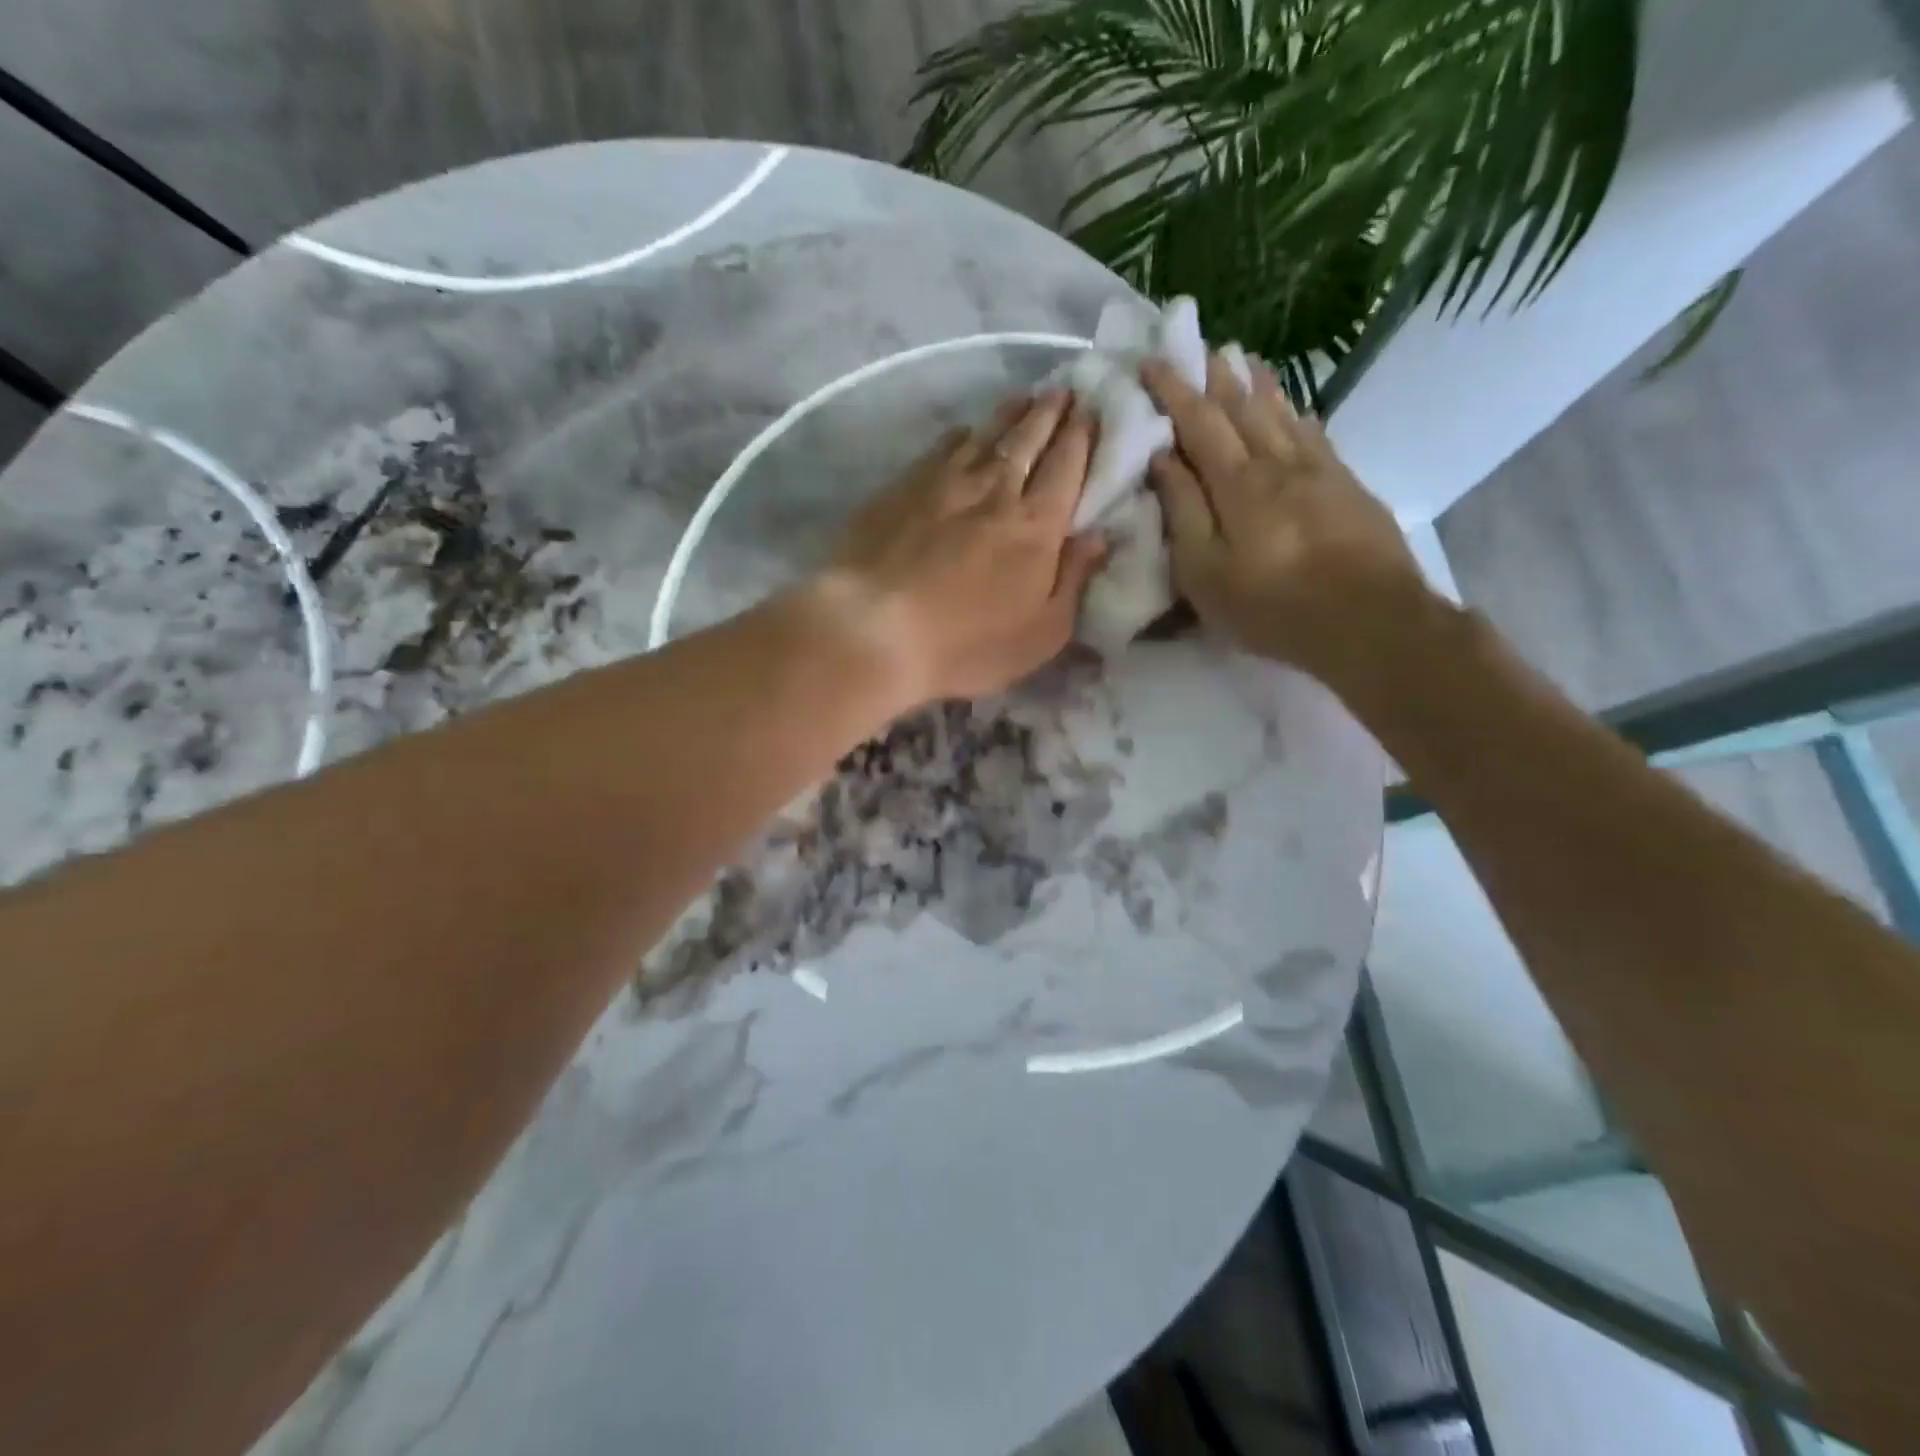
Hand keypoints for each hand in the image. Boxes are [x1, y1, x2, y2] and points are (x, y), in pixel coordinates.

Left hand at [807, 390, 1105, 710]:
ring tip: (1025, 398)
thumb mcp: (1041, 633)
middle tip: (1064, 390)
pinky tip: (964, 432)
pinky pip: (941, 448)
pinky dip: (962, 435)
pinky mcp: (902, 488)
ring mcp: (944, 484)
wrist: (874, 630)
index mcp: (1036, 525)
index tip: (1093, 411)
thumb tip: (1099, 537)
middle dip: (1051, 412)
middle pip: (1029, 439)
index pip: (1067, 466)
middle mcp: (995, 490)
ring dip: (1010, 413)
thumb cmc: (966, 644)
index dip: (1083, 436)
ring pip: (985, 435)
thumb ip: (1074, 581)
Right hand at [1142, 354, 1434, 705]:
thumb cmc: (1272, 606)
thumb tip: (1162, 458)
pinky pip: (1313, 433)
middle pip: (1243, 406)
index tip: (1149, 361)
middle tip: (1197, 345)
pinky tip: (1292, 407)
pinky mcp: (1346, 485)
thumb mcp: (1206, 572)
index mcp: (1238, 482)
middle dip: (1215, 374)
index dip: (1172, 389)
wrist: (1370, 620)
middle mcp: (1278, 462)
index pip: (1199, 420)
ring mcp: (1318, 470)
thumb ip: (1183, 511)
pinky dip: (1294, 411)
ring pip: (1282, 412)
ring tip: (1243, 358)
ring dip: (1257, 383)